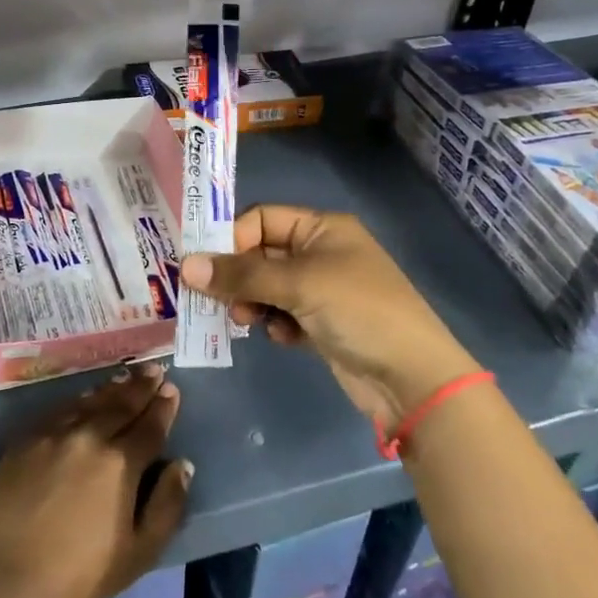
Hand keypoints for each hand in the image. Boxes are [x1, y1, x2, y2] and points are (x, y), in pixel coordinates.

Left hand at [0, 364, 192, 597]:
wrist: (6, 576)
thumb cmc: (79, 574)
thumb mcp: (138, 553)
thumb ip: (166, 506)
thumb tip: (182, 465)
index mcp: (120, 463)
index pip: (149, 426)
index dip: (163, 407)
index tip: (171, 389)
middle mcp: (89, 436)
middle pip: (121, 405)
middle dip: (141, 387)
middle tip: (154, 370)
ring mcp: (54, 434)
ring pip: (90, 402)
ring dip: (112, 388)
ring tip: (127, 376)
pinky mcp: (25, 439)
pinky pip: (60, 410)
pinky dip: (79, 400)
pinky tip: (86, 397)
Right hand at [180, 205, 478, 427]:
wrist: (412, 378)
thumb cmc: (358, 311)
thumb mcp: (299, 284)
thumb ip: (241, 275)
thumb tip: (185, 266)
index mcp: (322, 228)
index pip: (262, 219)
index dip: (232, 239)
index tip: (206, 267)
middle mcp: (321, 253)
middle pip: (261, 254)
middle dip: (237, 275)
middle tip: (216, 299)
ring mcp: (322, 290)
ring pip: (268, 287)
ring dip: (251, 301)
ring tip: (243, 320)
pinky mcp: (322, 324)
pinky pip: (282, 314)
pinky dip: (274, 323)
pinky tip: (281, 337)